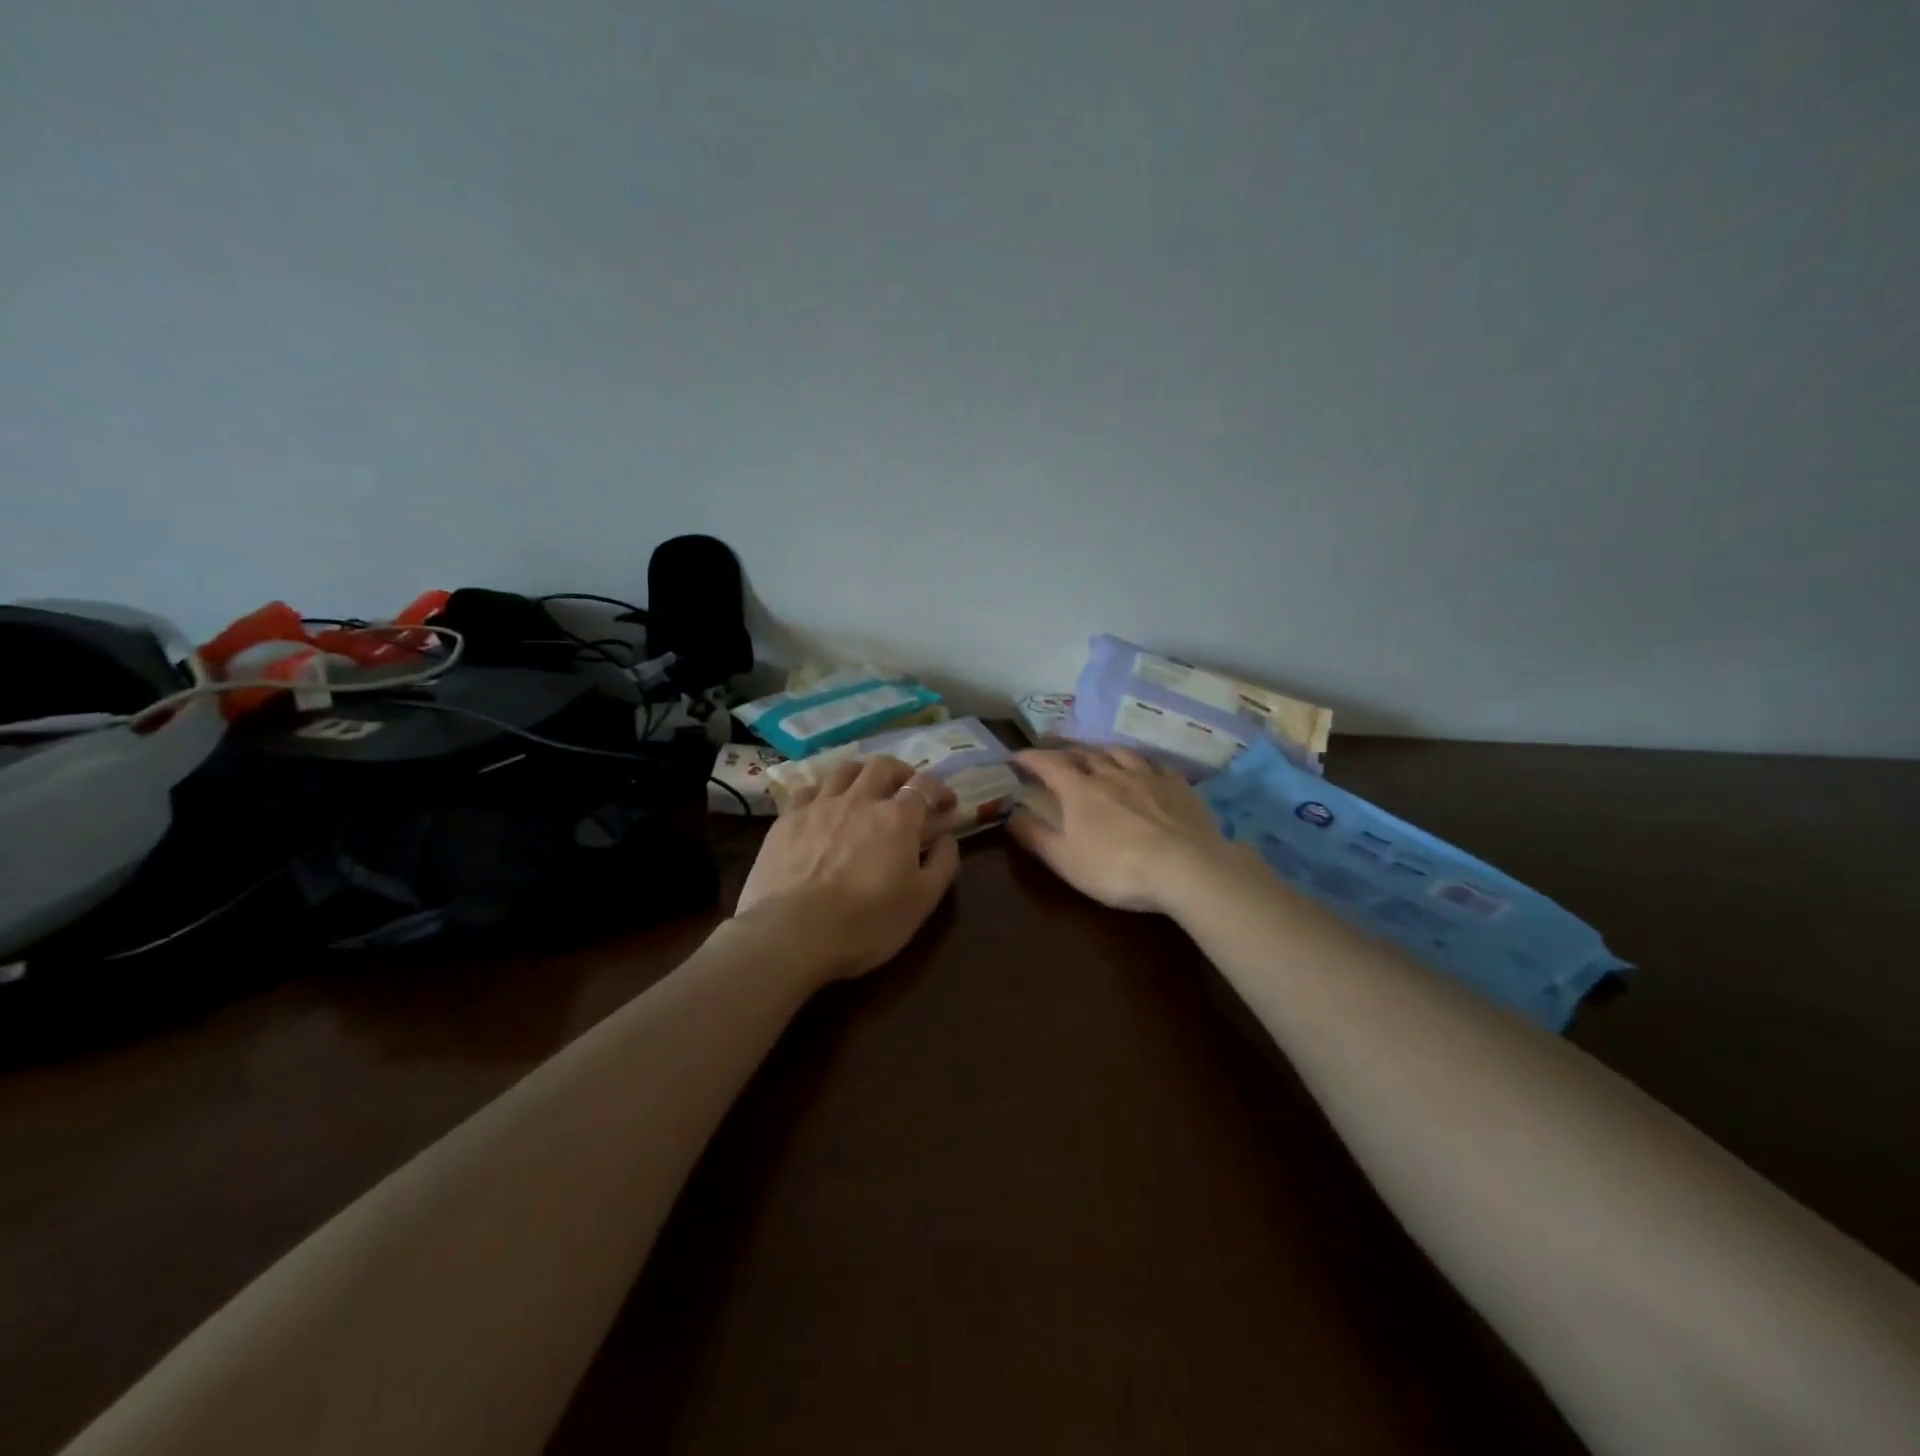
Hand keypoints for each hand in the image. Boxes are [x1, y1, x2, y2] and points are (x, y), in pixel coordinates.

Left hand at [734, 755, 961, 981]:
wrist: (792, 934)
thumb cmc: (866, 923)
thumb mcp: (922, 902)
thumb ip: (942, 864)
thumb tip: (947, 838)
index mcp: (897, 818)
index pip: (926, 785)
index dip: (940, 790)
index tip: (947, 804)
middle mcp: (859, 800)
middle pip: (883, 765)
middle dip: (901, 772)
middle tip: (906, 789)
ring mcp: (819, 806)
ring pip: (844, 770)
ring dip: (861, 774)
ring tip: (865, 789)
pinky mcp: (786, 819)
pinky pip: (806, 790)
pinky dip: (822, 791)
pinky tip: (822, 805)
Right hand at [1008, 747, 1231, 913]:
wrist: (1187, 868)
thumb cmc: (1117, 868)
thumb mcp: (1065, 861)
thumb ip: (1034, 836)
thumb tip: (1009, 813)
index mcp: (1079, 790)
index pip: (1047, 763)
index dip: (1029, 758)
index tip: (1015, 758)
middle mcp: (1110, 773)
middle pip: (1083, 753)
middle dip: (1064, 752)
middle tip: (1055, 757)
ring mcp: (1147, 775)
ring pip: (1119, 752)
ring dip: (1101, 751)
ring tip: (1096, 755)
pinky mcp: (1177, 785)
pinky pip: (1155, 764)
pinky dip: (1141, 763)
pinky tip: (1144, 770)